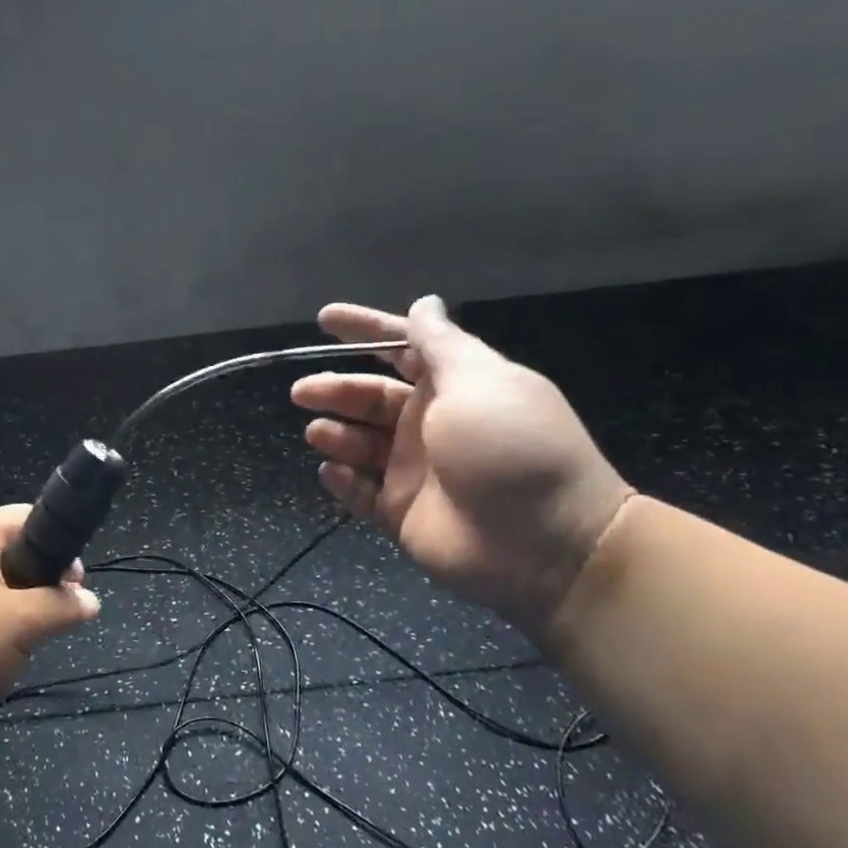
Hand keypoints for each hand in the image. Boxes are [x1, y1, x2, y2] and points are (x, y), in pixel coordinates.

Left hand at [0, 505, 99, 762]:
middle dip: (39, 581)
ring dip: (15, 610)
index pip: (21, 516)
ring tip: (29, 642)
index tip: (74, 578)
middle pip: (7, 554)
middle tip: (57, 615)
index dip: (56, 535)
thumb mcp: (19, 626)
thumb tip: (89, 599)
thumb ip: (59, 608)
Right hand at [290, 295, 632, 630]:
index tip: (324, 319)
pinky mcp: (402, 512)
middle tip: (302, 391)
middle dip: (335, 389)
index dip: (365, 330)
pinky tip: (331, 471)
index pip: (403, 349)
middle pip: (371, 397)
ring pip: (360, 443)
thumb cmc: (510, 447)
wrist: (545, 545)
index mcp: (454, 387)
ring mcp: (415, 471)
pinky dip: (342, 481)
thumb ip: (440, 343)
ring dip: (335, 433)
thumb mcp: (479, 381)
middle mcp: (431, 424)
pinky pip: (360, 491)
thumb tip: (425, 303)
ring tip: (317, 433)